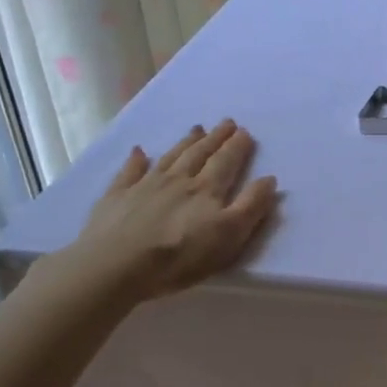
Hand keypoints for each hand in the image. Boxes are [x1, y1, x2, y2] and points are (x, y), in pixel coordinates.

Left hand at [47, 120, 278, 307]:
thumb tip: (269, 178)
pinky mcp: (118, 196)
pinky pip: (129, 171)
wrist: (117, 265)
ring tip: (196, 128)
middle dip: (216, 138)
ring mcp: (145, 185)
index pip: (226, 162)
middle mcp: (178, 180)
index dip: (237, 147)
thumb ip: (251, 206)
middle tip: (226, 122)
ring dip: (186, 142)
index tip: (245, 131)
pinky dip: (136, 160)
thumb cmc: (180, 256)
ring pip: (171, 157)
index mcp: (207, 190)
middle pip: (200, 154)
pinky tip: (138, 151)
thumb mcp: (229, 236)